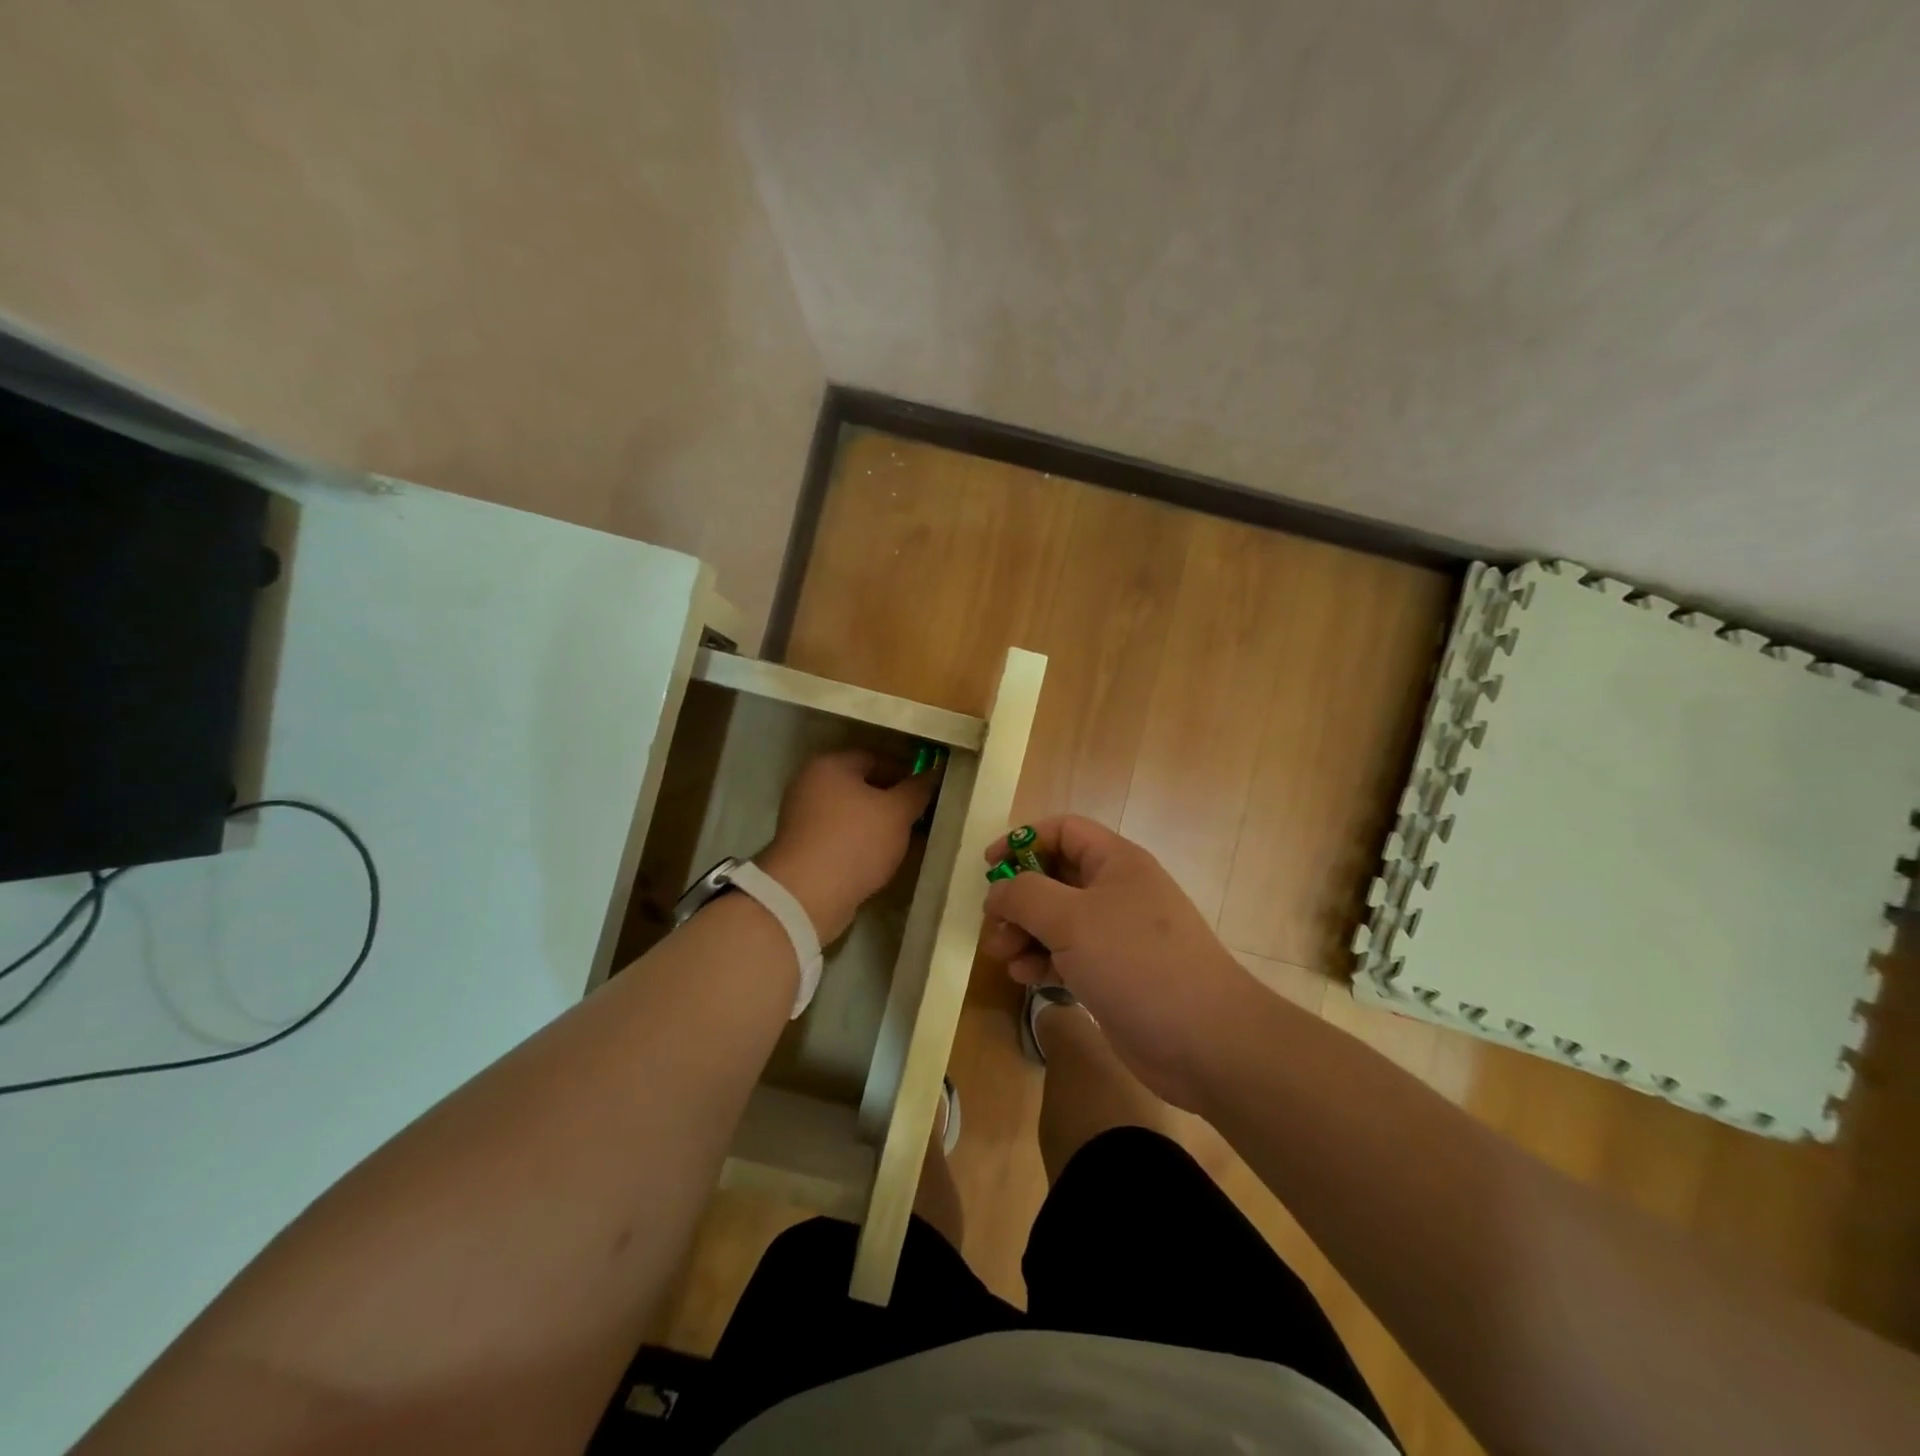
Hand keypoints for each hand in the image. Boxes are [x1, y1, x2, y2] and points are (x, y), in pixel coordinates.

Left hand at [757, 749, 936, 942]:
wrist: (807, 896)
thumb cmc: (855, 841)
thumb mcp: (896, 812)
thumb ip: (917, 790)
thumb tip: (933, 773)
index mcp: (830, 765)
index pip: (876, 757)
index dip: (906, 771)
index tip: (928, 791)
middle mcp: (811, 785)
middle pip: (862, 786)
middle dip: (893, 801)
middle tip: (922, 817)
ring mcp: (803, 818)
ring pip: (853, 814)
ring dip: (879, 825)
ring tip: (908, 841)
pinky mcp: (804, 848)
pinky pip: (842, 837)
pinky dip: (863, 843)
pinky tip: (883, 858)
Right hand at [980, 816, 1257, 1110]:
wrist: (1205, 1040)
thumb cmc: (1136, 962)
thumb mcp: (1071, 919)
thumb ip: (1025, 895)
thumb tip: (998, 891)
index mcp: (1115, 861)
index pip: (1063, 831)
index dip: (1023, 840)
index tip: (989, 866)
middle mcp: (1116, 891)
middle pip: (1055, 877)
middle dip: (1019, 897)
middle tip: (993, 923)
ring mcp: (1116, 934)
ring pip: (1057, 919)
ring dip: (1025, 933)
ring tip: (1004, 956)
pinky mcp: (1113, 973)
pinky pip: (1068, 955)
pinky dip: (1043, 961)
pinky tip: (1027, 978)